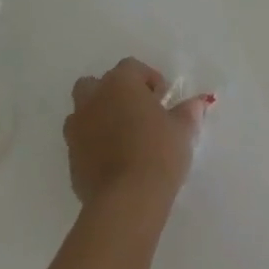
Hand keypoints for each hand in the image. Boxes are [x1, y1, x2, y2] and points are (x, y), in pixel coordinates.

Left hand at [64, 58, 206, 209]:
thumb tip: (197, 103)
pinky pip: (81, 141)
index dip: (148, 79)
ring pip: (83, 111)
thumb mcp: (182, 130)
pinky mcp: (70, 158)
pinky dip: (93, 144)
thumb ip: (188, 112)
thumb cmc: (158, 153)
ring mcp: (77, 129)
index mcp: (120, 83)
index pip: (131, 67)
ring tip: (123, 138)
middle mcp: (93, 99)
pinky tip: (113, 161)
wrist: (126, 201)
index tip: (162, 100)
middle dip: (114, 93)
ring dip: (99, 117)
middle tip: (137, 113)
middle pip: (97, 84)